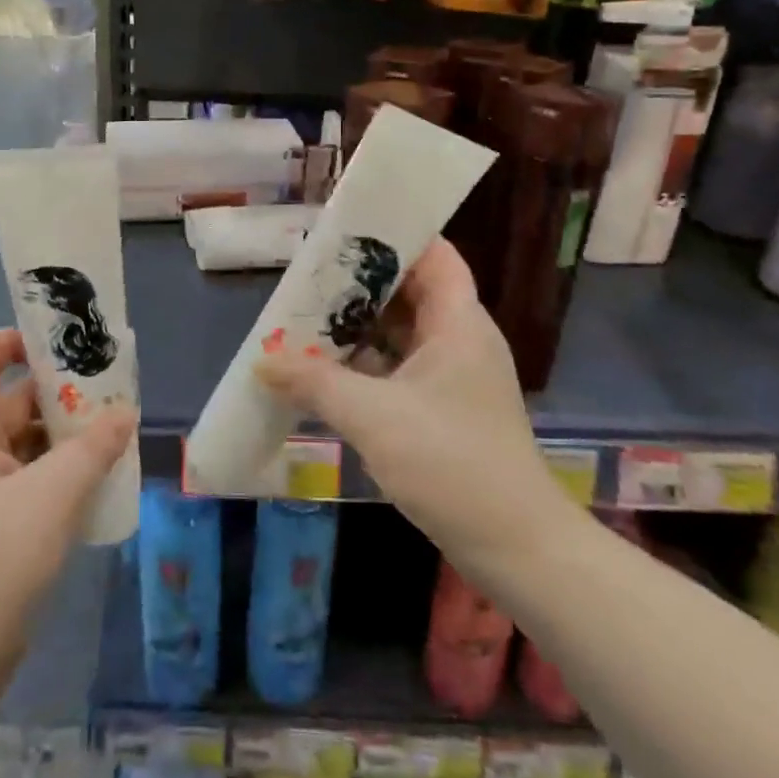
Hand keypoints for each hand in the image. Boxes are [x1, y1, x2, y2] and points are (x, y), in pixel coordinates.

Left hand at [0, 328, 136, 695]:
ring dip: (68, 436)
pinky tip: (101, 481)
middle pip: (12, 404)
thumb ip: (92, 449)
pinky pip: (35, 484)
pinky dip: (65, 474)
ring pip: (28, 447)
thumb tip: (124, 413)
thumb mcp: (52, 496)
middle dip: (58, 391)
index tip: (55, 342)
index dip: (7, 342)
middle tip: (110, 387)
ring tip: (117, 430)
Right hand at [254, 238, 571, 580]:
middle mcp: (460, 338)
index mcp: (459, 322)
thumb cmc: (451, 463)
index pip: (433, 253)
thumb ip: (314, 383)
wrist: (515, 547)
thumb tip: (263, 363)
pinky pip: (400, 366)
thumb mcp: (373, 417)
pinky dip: (366, 363)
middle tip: (308, 276)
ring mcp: (453, 374)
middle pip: (410, 290)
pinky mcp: (445, 407)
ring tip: (306, 316)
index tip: (343, 231)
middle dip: (359, 283)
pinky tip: (326, 369)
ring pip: (402, 331)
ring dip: (358, 326)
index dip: (392, 234)